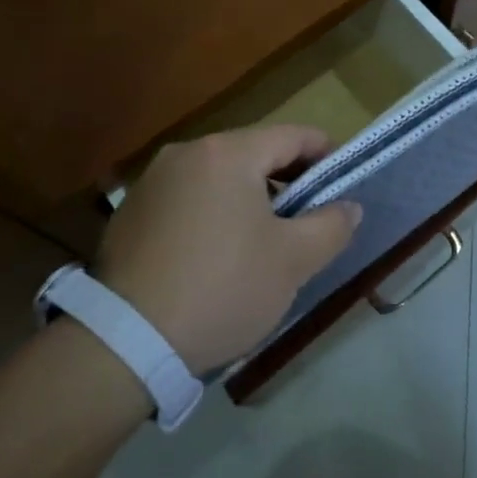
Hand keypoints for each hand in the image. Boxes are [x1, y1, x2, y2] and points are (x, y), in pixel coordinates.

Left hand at [94, 124, 362, 372]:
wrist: (126, 341)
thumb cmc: (223, 288)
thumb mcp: (293, 261)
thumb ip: (331, 226)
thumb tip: (349, 207)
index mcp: (227, 153)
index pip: (292, 136)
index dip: (325, 154)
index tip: (342, 183)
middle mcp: (186, 153)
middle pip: (253, 153)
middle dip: (287, 180)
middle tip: (308, 217)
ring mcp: (152, 181)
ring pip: (219, 177)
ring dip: (249, 198)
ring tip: (264, 240)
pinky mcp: (130, 212)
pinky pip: (187, 199)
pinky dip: (213, 213)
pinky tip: (217, 255)